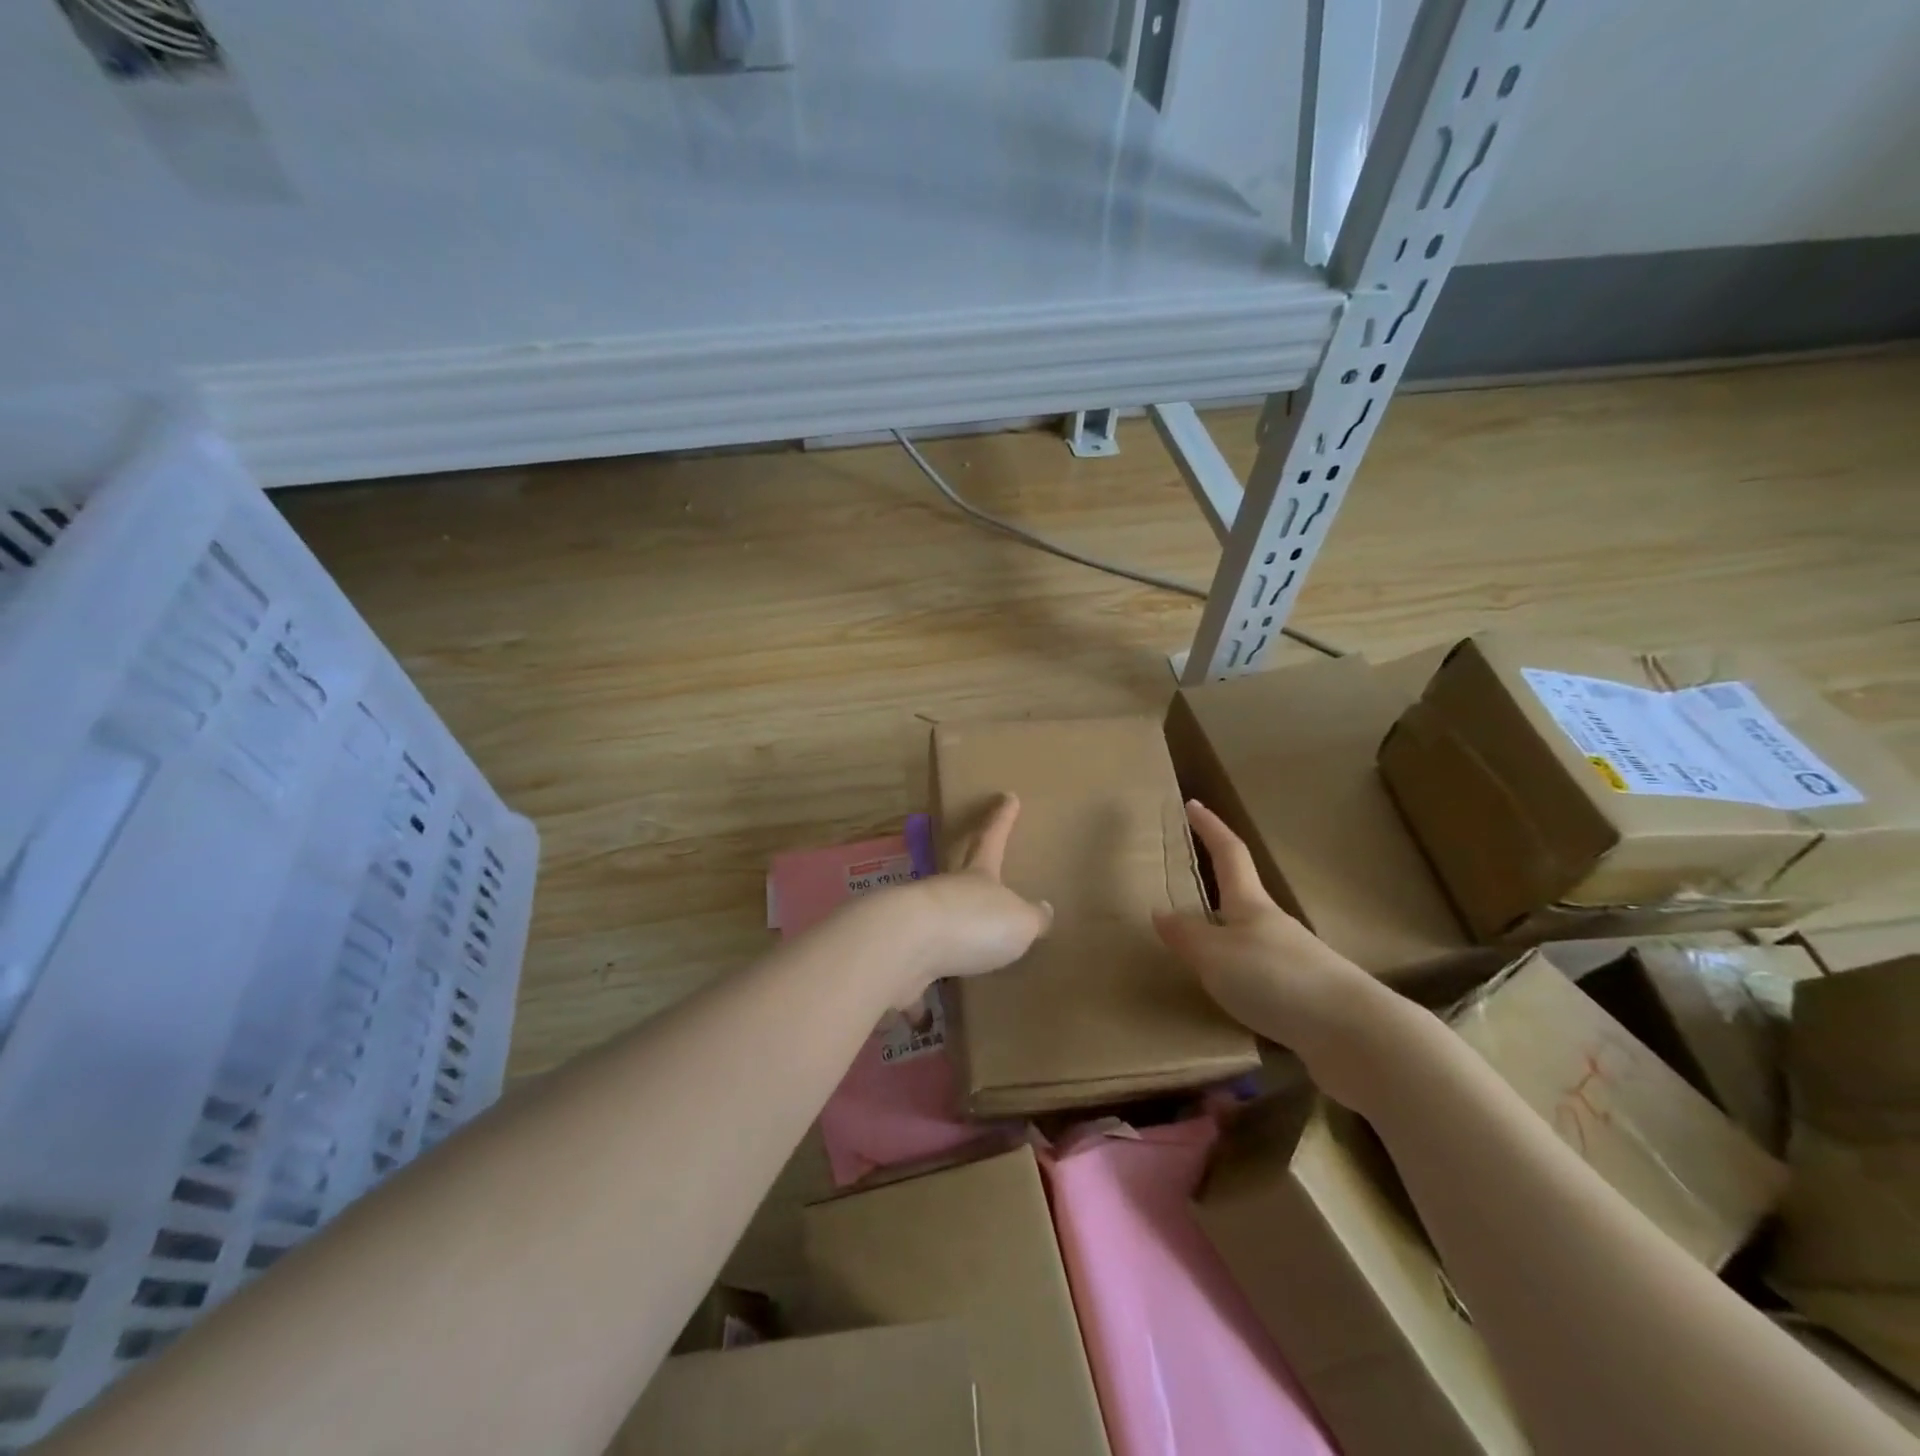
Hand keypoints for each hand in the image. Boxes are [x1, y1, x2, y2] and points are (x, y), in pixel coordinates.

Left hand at [864, 794, 1052, 1000]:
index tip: (1007, 796)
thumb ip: (1032, 920)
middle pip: (958, 878)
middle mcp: (945, 894)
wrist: (904, 945)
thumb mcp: (1019, 922)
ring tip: (958, 955)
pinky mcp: (898, 960)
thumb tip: (1043, 912)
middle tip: (977, 869)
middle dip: (969, 872)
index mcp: (977, 878)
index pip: (992, 839)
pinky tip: (920, 1015)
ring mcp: (917, 924)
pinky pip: (912, 978)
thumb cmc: (972, 924)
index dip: (1002, 819)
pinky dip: (916, 995)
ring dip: (945, 937)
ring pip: (935, 926)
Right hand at [1154, 801, 1391, 1101]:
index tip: (1193, 804)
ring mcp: (1293, 961)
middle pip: (1241, 897)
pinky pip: (1260, 977)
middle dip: (1215, 887)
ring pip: (1249, 940)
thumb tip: (1161, 913)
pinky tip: (1228, 999)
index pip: (1229, 853)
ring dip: (1225, 938)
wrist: (1352, 1033)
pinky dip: (1239, 978)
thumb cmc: (1275, 978)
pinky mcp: (1303, 997)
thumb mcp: (1215, 955)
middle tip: (1185, 886)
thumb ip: (1186, 936)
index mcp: (1251, 905)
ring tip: (1196, 953)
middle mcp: (1273, 926)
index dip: (1210, 828)